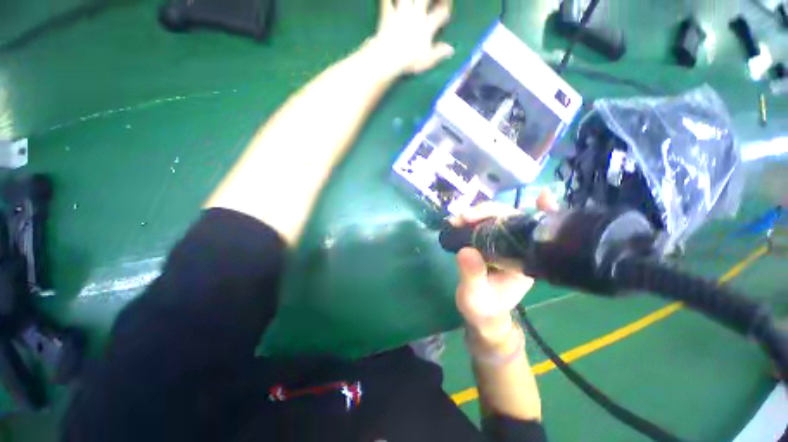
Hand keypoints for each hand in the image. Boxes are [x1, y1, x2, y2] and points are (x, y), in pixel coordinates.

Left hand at [372, 0, 453, 74]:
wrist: (389, 58)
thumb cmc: (409, 61)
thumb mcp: (427, 60)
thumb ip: (439, 53)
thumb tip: (451, 50)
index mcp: (427, 27)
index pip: (442, 13)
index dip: (446, 9)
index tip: (447, 10)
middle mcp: (416, 15)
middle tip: (431, 0)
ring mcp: (402, 13)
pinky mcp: (388, 14)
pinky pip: (386, 1)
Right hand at [452, 191, 558, 343]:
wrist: (479, 312)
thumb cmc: (482, 307)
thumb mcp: (475, 295)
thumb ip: (472, 275)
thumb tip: (466, 250)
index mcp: (525, 260)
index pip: (532, 231)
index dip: (540, 213)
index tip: (541, 196)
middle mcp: (517, 248)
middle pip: (510, 219)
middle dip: (488, 213)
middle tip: (464, 217)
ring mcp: (502, 244)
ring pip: (495, 219)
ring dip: (476, 214)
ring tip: (456, 220)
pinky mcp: (489, 243)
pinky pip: (484, 225)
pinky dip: (474, 218)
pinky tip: (463, 216)